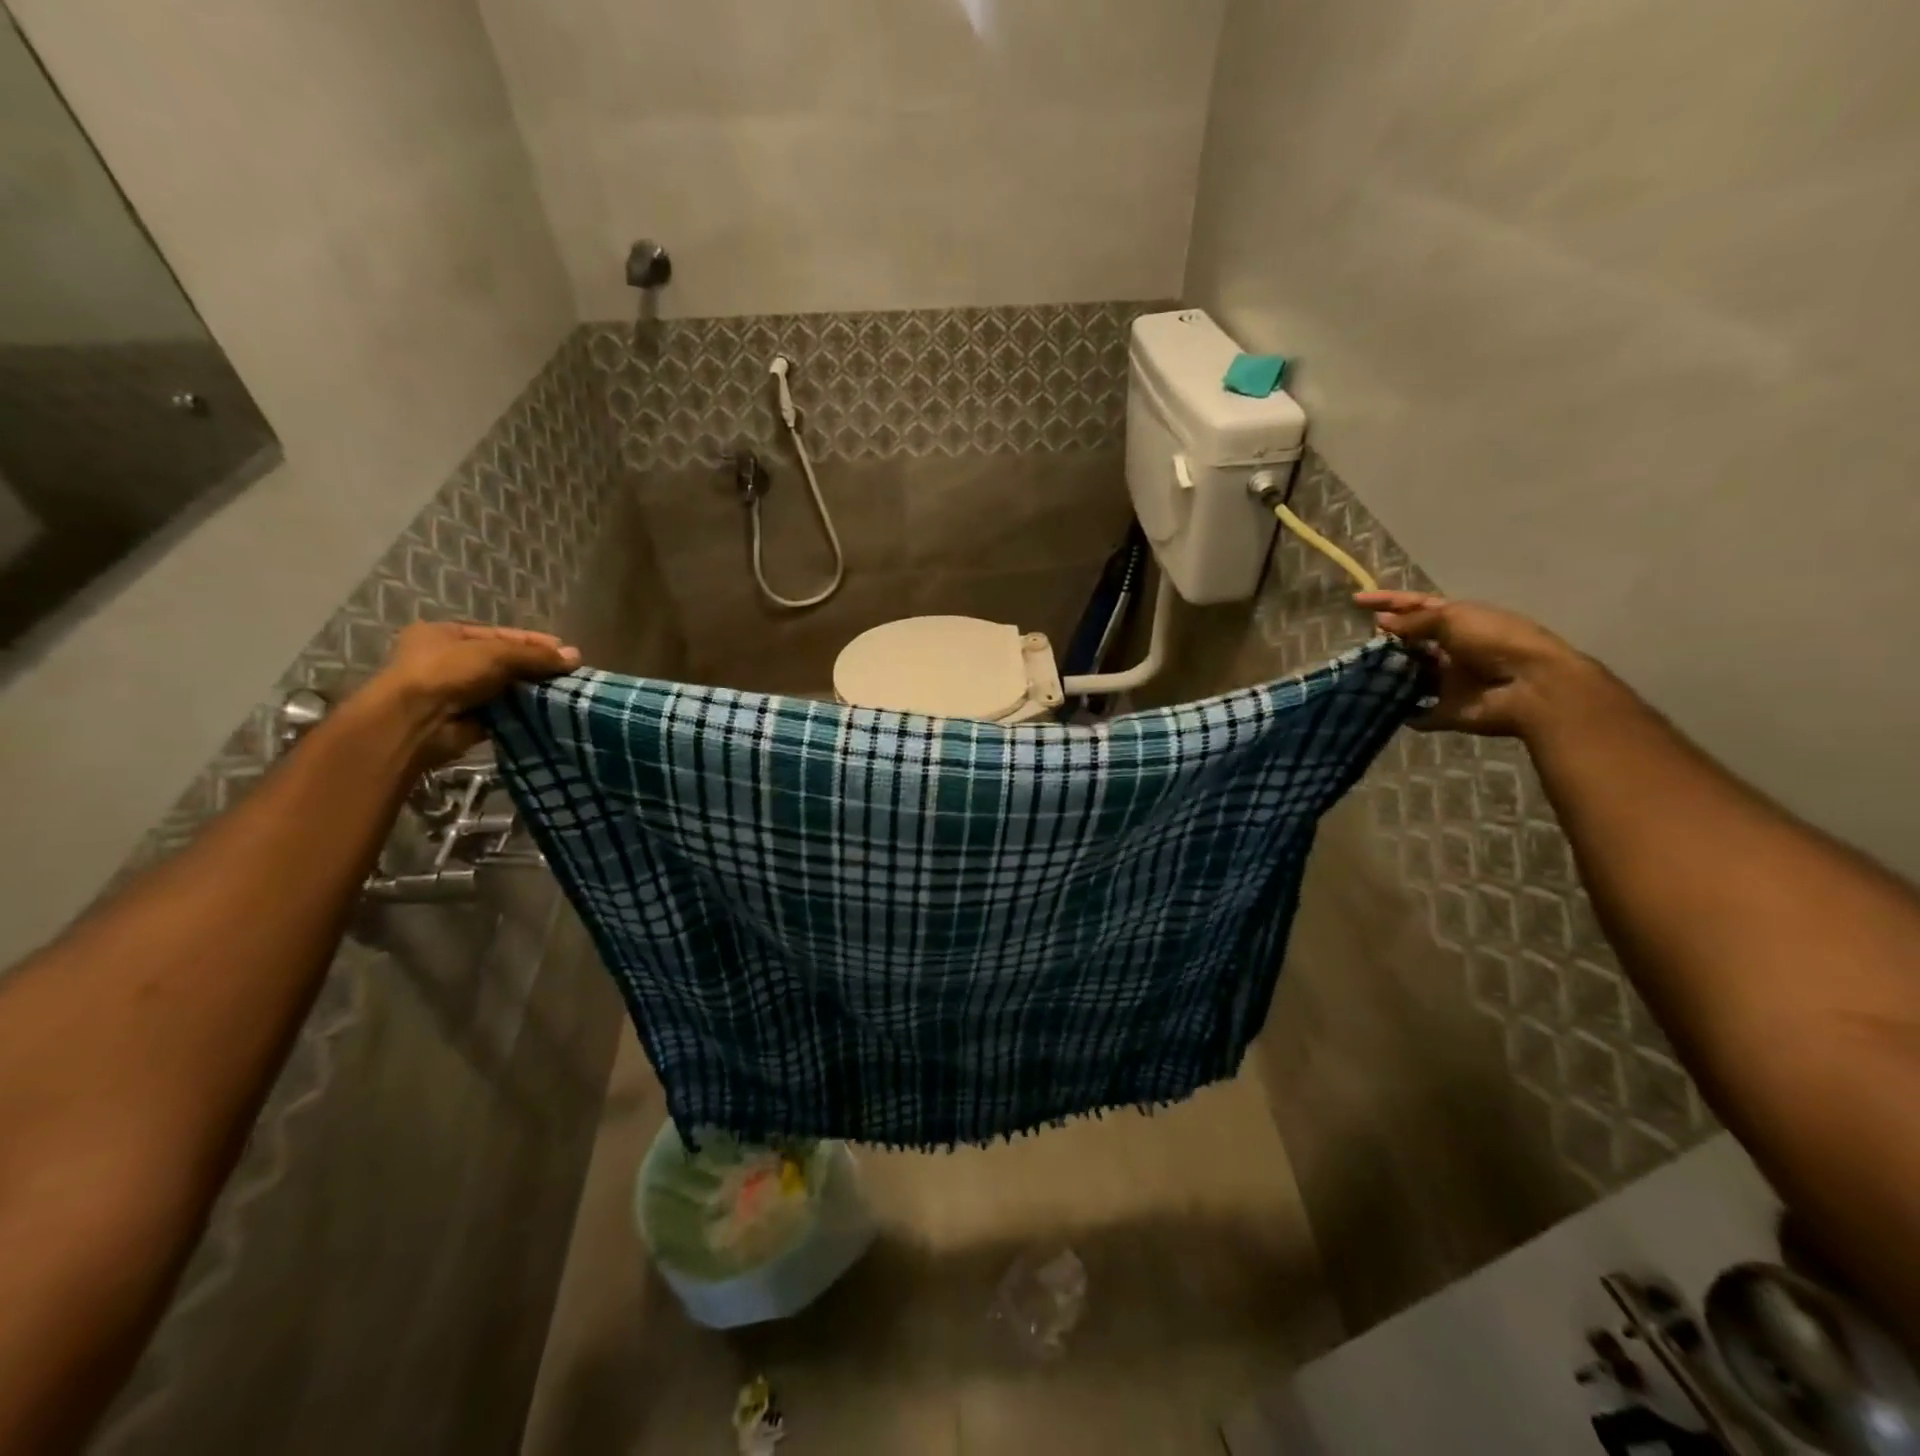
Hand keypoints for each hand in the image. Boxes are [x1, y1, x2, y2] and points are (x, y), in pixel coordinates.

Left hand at [361, 622, 580, 767]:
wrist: (415, 722)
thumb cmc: (447, 673)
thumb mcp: (495, 653)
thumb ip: (535, 654)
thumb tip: (576, 656)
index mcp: (446, 634)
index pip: (500, 635)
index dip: (534, 641)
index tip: (566, 652)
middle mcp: (449, 660)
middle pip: (504, 660)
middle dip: (536, 667)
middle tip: (570, 674)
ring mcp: (458, 691)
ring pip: (506, 687)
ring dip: (533, 690)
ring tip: (566, 693)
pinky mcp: (468, 719)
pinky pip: (504, 711)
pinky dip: (524, 712)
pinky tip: (549, 712)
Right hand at [1356, 590, 1602, 737]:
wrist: (1531, 687)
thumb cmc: (1495, 642)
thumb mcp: (1453, 619)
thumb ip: (1414, 622)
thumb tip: (1382, 622)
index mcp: (1459, 622)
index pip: (1416, 607)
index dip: (1387, 601)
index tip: (1356, 600)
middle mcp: (1452, 650)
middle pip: (1412, 643)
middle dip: (1386, 642)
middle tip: (1359, 645)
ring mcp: (1449, 681)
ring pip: (1411, 677)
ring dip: (1389, 676)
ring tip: (1361, 674)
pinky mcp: (1448, 710)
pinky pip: (1419, 713)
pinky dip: (1403, 712)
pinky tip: (1379, 706)